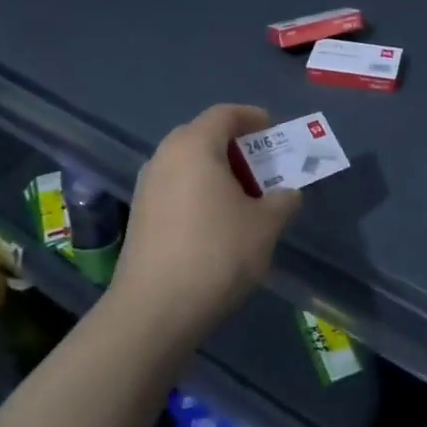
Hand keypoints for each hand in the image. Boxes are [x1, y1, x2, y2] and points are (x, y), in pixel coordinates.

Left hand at [112, 103, 301, 347]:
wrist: (153, 312)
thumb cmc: (216, 254)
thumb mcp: (265, 226)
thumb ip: (283, 201)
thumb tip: (287, 194)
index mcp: (194, 146)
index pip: (224, 114)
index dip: (252, 117)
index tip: (273, 131)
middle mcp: (165, 157)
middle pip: (203, 135)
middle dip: (234, 146)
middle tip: (262, 165)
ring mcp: (147, 187)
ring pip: (187, 164)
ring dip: (216, 171)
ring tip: (243, 196)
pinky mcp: (139, 216)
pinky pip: (175, 187)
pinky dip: (198, 192)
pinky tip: (216, 222)